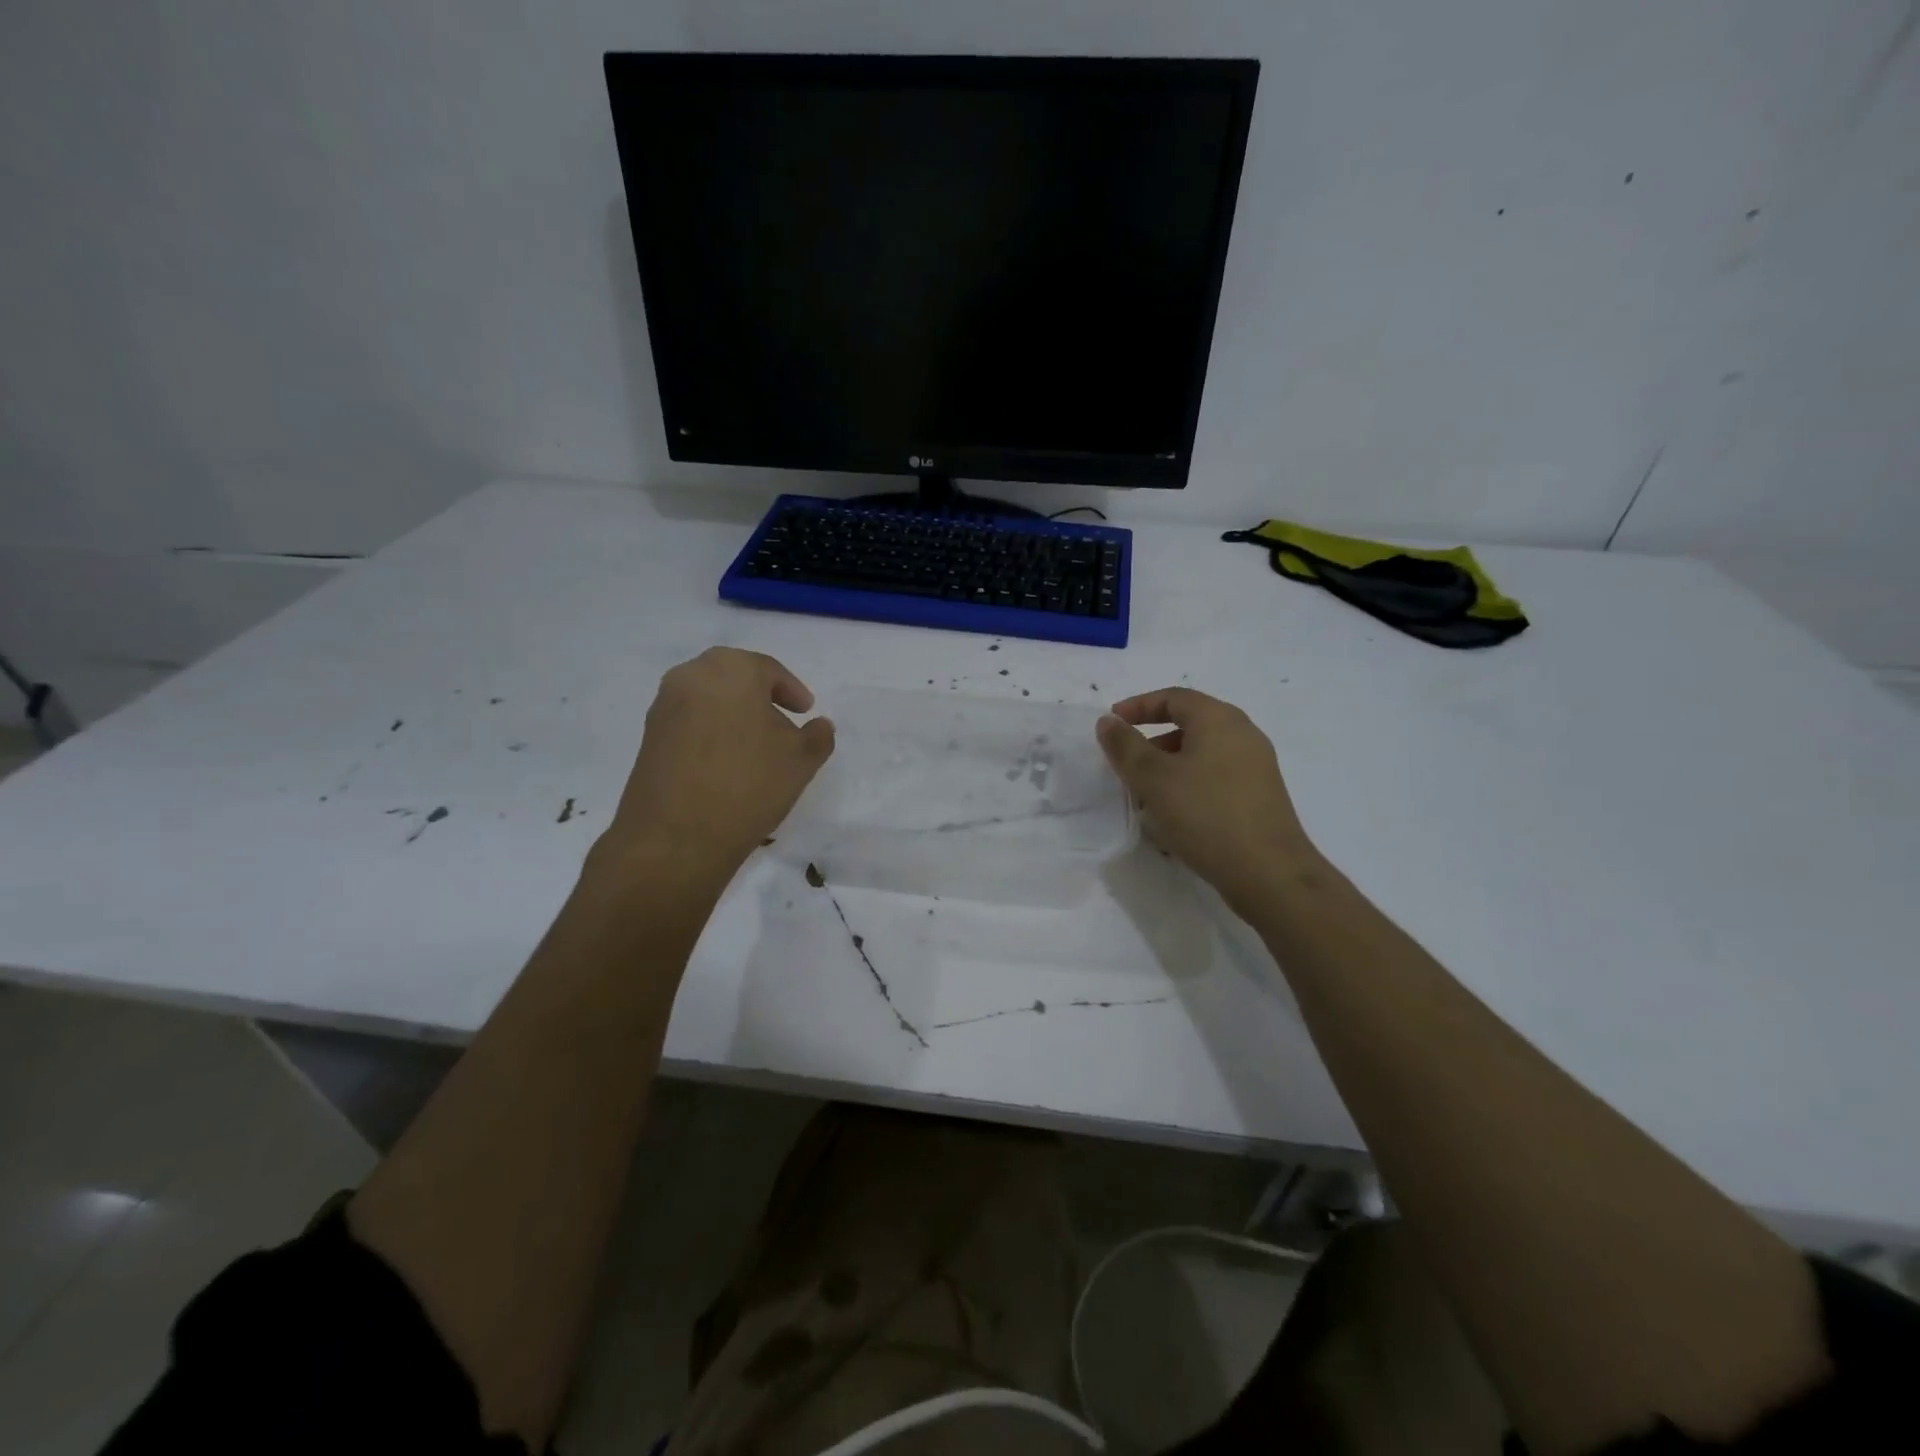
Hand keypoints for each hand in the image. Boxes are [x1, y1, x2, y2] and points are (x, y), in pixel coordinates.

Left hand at [601, 648, 834, 882]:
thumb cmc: (748, 784)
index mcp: (731, 668)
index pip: (769, 670)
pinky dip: (712, 731)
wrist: (675, 837)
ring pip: (710, 698)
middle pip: (735, 678)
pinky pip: (690, 721)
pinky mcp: (649, 736)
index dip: (793, 691)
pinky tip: (727, 763)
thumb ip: (818, 736)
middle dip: (761, 698)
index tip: (806, 713)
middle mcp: (691, 675)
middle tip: (782, 724)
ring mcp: (664, 705)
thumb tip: (818, 726)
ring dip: (735, 714)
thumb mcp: (801, 760)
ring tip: (756, 748)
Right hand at [1097, 688, 1316, 916]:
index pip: (1173, 697)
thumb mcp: (1153, 778)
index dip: (1138, 706)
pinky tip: (1173, 814)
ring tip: (1144, 793)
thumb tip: (1108, 722)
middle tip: (1125, 761)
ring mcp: (1255, 766)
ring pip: (1201, 753)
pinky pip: (1215, 776)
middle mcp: (1243, 734)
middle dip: (1151, 739)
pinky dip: (1188, 783)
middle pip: (1189, 724)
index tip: (1111, 723)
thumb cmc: (1206, 815)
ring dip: (1168, 765)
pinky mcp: (1259, 796)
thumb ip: (1126, 746)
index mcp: (1219, 719)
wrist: (1269, 873)